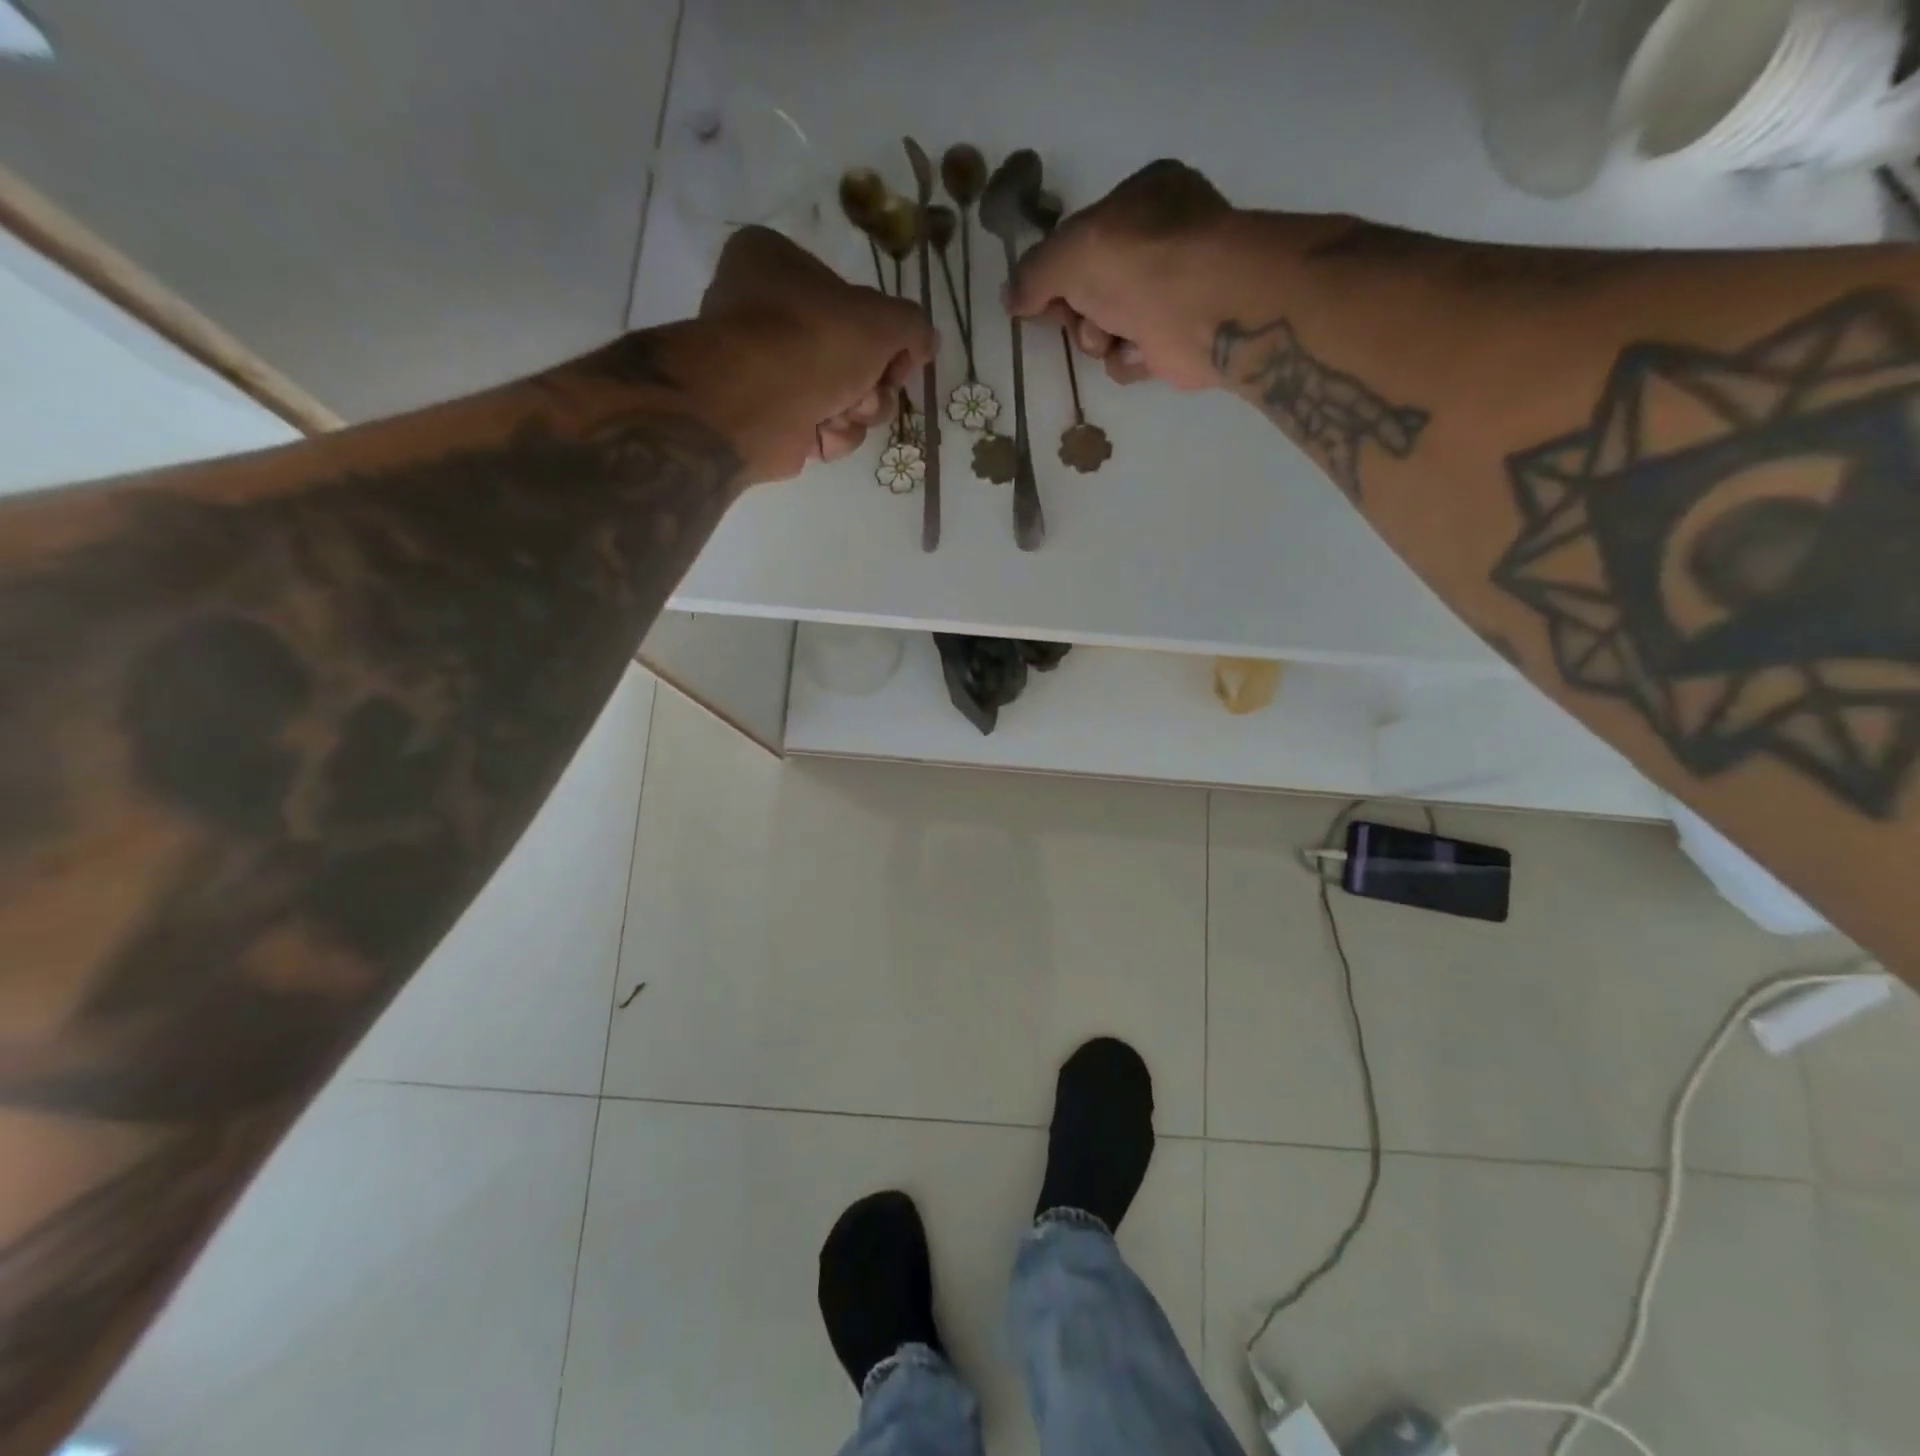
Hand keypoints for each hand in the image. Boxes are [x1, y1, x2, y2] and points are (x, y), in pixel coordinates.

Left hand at [698, 226, 935, 482]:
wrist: (755, 405)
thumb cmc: (813, 341)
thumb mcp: (883, 318)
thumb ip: (914, 325)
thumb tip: (926, 343)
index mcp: (776, 264)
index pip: (851, 298)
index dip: (884, 333)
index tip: (897, 354)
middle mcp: (766, 313)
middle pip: (853, 356)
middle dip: (872, 382)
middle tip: (868, 388)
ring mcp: (767, 371)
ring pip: (844, 397)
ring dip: (857, 410)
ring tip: (841, 410)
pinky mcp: (772, 420)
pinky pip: (822, 427)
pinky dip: (831, 434)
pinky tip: (821, 430)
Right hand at [1005, 160, 1236, 390]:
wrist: (1200, 307)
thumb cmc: (1135, 261)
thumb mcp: (1067, 253)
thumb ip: (1033, 273)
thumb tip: (1009, 298)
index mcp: (1142, 198)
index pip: (1083, 237)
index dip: (1058, 270)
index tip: (1042, 296)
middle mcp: (1160, 240)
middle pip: (1090, 289)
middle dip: (1078, 311)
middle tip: (1078, 315)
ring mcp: (1172, 290)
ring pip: (1107, 327)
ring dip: (1099, 338)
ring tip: (1115, 334)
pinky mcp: (1178, 338)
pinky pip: (1131, 355)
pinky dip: (1128, 358)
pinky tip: (1140, 350)